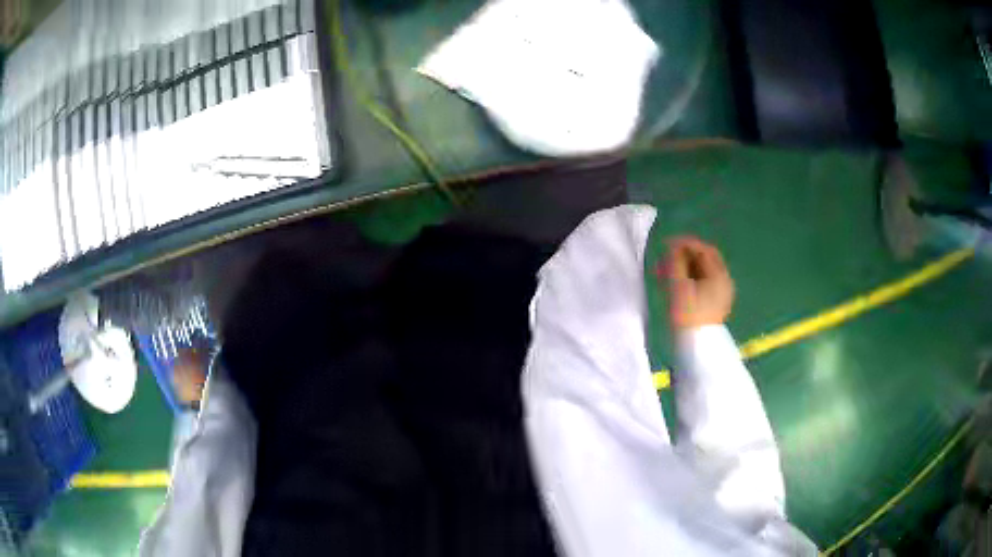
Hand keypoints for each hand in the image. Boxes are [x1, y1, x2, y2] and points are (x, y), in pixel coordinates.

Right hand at [659, 236, 734, 330]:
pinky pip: (700, 284)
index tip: (665, 245)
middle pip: (703, 260)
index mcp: (719, 275)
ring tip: (662, 274)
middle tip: (663, 260)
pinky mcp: (713, 304)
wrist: (697, 349)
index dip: (684, 244)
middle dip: (681, 257)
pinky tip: (671, 285)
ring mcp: (720, 294)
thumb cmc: (688, 316)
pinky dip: (686, 280)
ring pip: (700, 272)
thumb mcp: (679, 286)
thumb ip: (676, 262)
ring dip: (681, 269)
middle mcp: (723, 281)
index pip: (703, 250)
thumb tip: (672, 247)